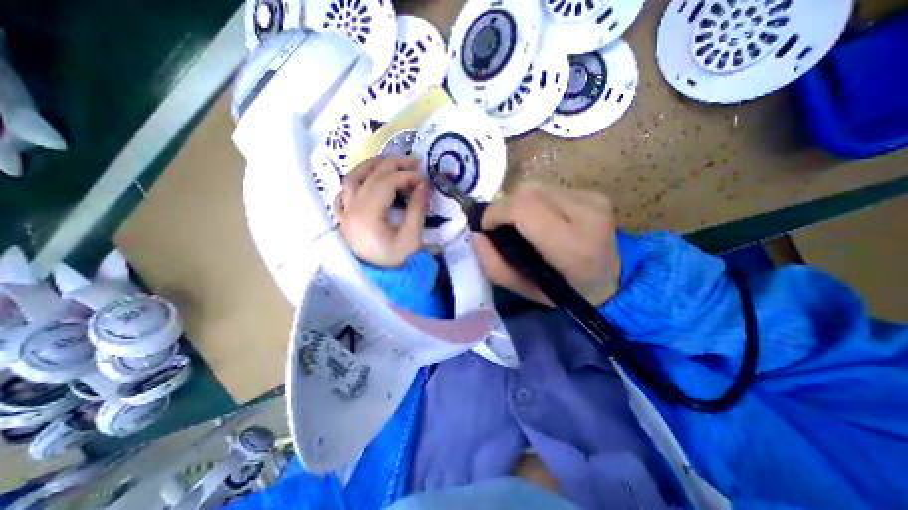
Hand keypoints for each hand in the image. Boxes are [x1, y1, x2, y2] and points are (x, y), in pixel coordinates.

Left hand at [336, 157, 431, 267]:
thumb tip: (424, 185)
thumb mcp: (412, 238)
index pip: (387, 182)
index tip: (424, 179)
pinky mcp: (343, 217)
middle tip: (414, 162)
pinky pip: (343, 193)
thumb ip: (418, 209)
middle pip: (371, 175)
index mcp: (368, 214)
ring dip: (372, 166)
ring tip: (391, 163)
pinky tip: (366, 181)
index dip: (408, 176)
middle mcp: (351, 207)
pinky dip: (355, 182)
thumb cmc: (395, 261)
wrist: (377, 280)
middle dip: (394, 164)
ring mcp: (344, 211)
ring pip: (353, 178)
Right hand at [471, 184, 620, 306]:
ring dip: (520, 204)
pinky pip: (550, 188)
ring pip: (536, 186)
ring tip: (523, 225)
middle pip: (527, 191)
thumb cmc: (566, 293)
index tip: (487, 228)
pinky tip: (543, 219)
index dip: (496, 213)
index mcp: (571, 245)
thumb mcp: (523, 290)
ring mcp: (593, 199)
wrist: (614, 282)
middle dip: (505, 207)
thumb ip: (494, 265)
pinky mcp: (594, 193)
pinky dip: (536, 202)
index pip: (523, 208)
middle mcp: (587, 214)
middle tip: (502, 227)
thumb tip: (476, 235)